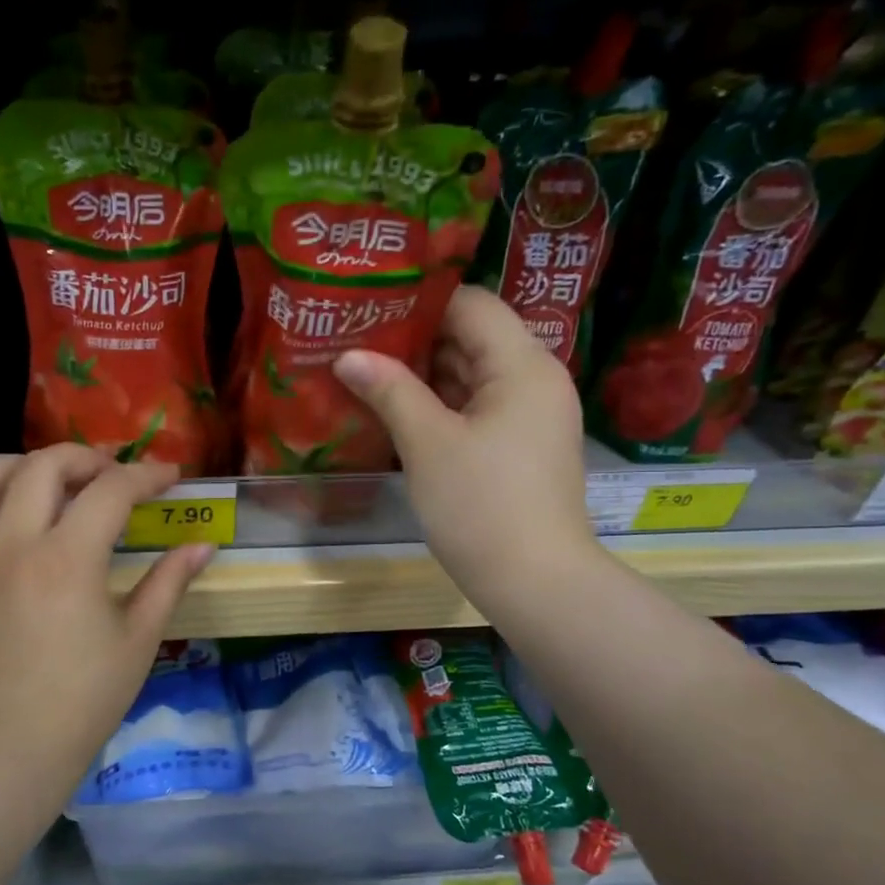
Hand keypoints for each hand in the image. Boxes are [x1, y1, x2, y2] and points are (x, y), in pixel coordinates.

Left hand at [0, 445, 214, 799]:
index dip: (146, 476)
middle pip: (43, 466)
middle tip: (112, 475)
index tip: (169, 477)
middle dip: (86, 457)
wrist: (8, 748)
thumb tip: (203, 546)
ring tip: (51, 478)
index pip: (111, 491)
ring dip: (23, 464)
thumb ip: (170, 582)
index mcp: (67, 560)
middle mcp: (12, 545)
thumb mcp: (138, 639)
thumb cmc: (84, 699)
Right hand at [334, 286, 599, 615]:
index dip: (421, 302)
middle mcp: (536, 380)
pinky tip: (399, 412)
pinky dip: (443, 407)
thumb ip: (389, 390)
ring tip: (368, 372)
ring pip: (474, 377)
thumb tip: (348, 355)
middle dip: (416, 340)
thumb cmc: (481, 505)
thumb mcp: (427, 444)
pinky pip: (479, 410)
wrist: (535, 582)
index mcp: (523, 365)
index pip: (472, 305)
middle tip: (358, 341)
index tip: (371, 308)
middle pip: (474, 338)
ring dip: (425, 376)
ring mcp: (532, 417)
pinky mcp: (522, 448)